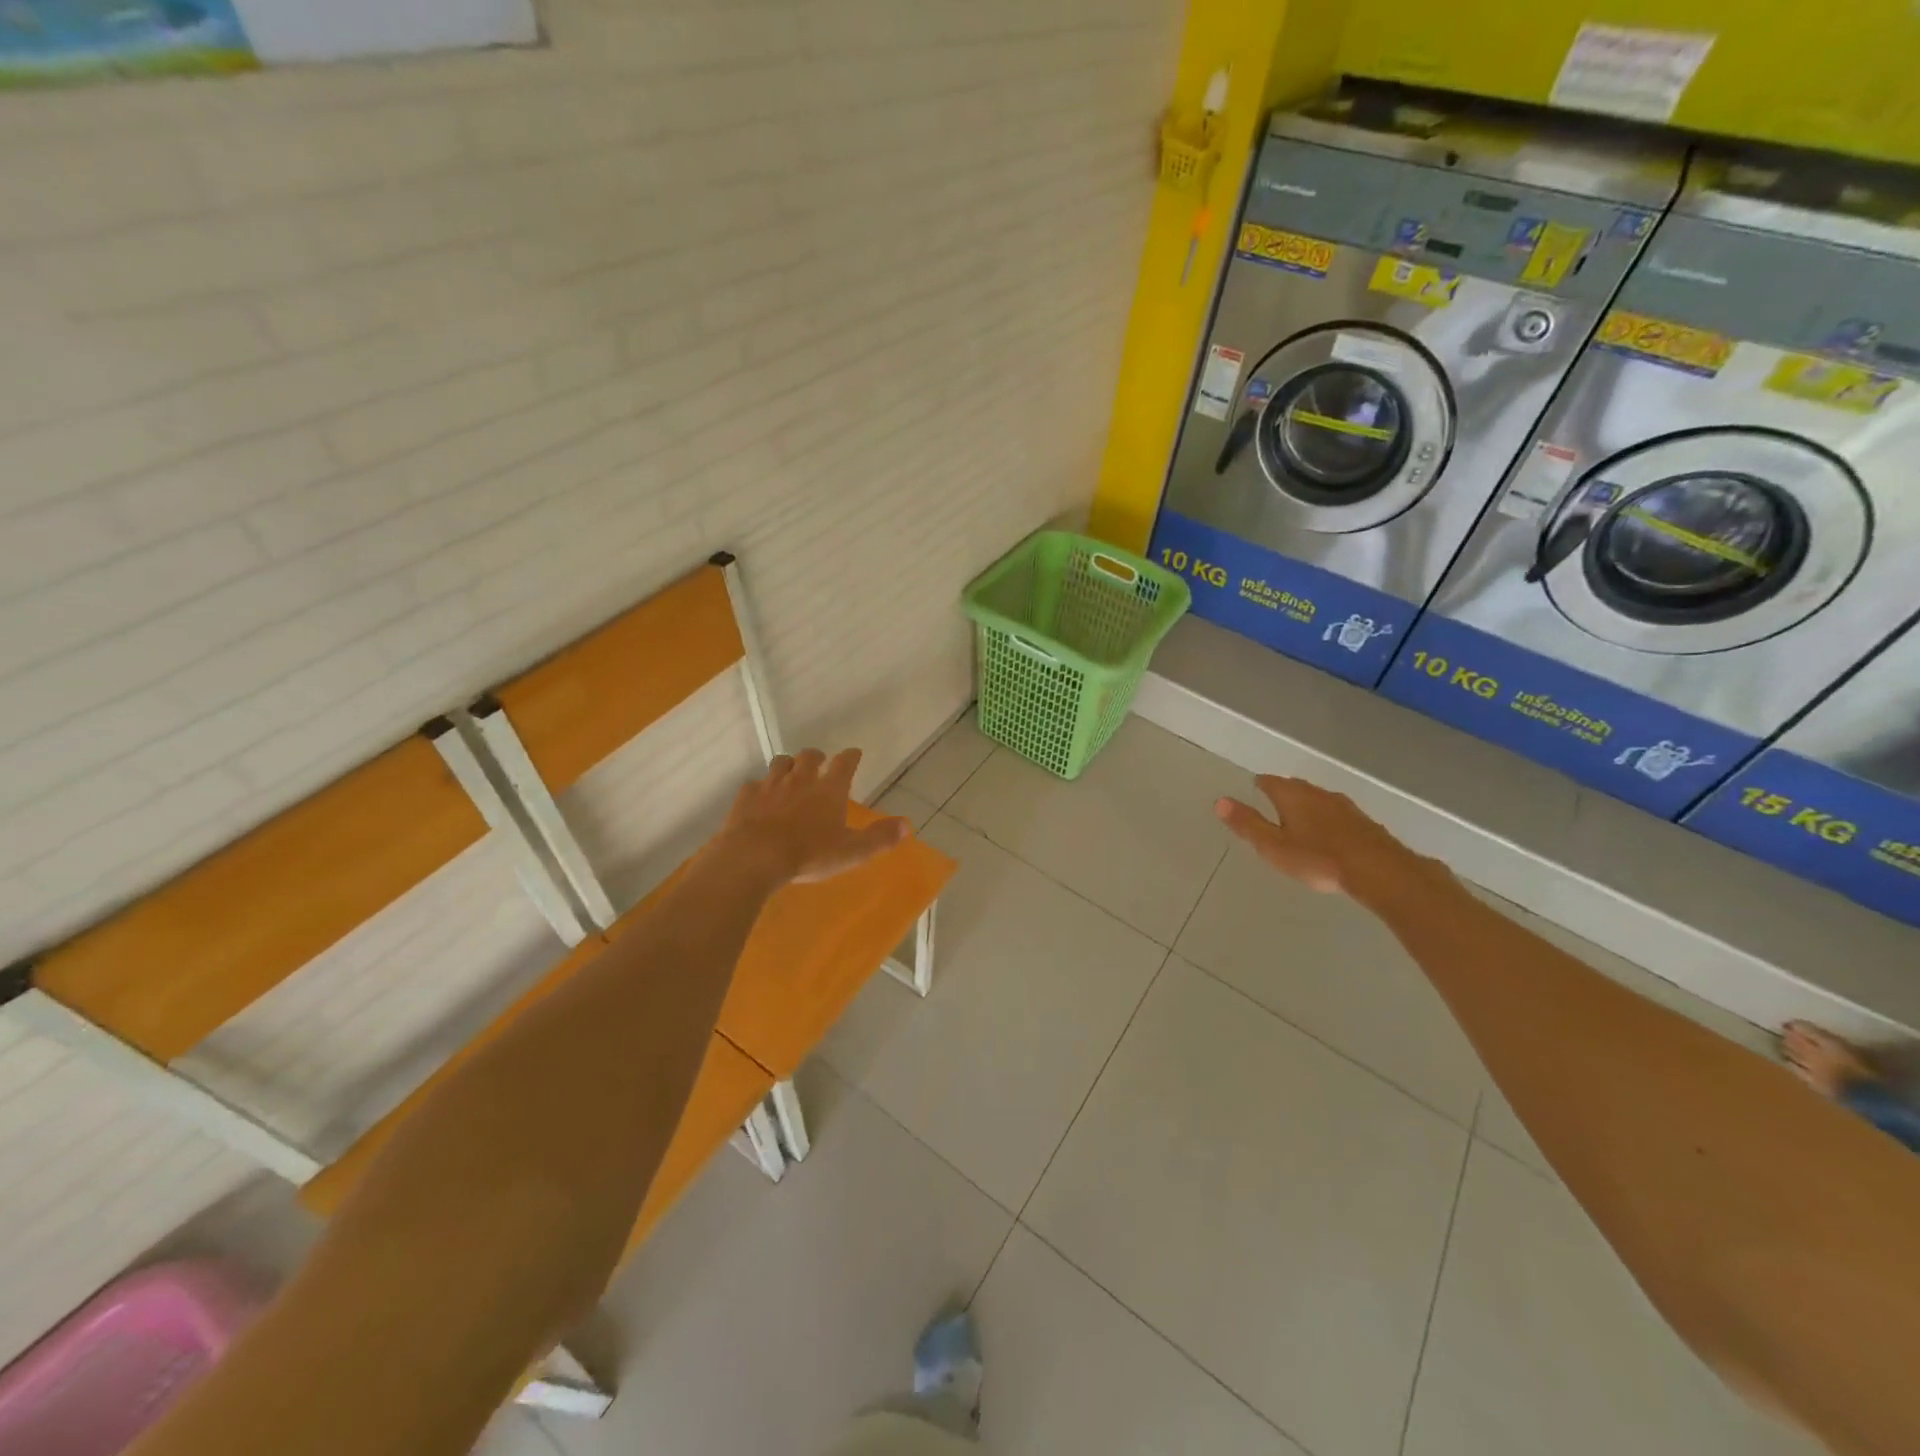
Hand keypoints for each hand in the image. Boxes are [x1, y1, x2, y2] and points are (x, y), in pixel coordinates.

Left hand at [721, 748, 908, 884]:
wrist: (755, 857)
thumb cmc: (809, 854)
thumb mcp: (852, 852)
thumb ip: (879, 838)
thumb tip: (907, 826)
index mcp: (829, 790)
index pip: (844, 764)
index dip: (850, 757)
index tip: (854, 753)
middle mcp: (801, 779)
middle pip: (808, 757)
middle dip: (816, 756)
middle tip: (819, 761)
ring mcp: (770, 786)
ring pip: (780, 763)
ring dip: (787, 764)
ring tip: (790, 771)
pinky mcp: (746, 798)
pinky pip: (754, 784)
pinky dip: (760, 787)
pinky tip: (760, 796)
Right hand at [1214, 775, 1434, 901]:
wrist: (1379, 871)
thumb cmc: (1318, 859)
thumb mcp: (1273, 846)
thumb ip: (1248, 824)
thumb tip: (1220, 801)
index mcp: (1292, 795)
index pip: (1269, 781)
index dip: (1259, 785)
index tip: (1253, 790)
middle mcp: (1317, 793)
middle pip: (1294, 787)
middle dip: (1282, 793)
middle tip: (1271, 805)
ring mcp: (1343, 806)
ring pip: (1317, 799)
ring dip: (1306, 806)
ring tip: (1297, 820)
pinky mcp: (1363, 821)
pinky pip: (1336, 814)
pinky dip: (1326, 820)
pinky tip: (1328, 834)